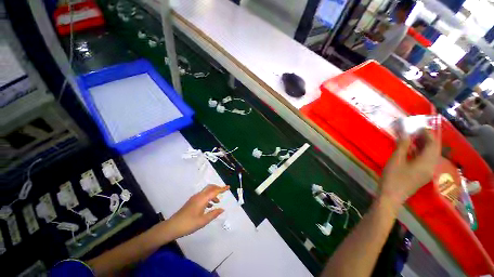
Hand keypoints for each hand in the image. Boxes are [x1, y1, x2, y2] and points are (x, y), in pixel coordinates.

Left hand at [166, 185, 228, 238]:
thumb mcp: (203, 221)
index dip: (222, 189)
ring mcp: (194, 198)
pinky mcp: (192, 201)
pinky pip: (202, 195)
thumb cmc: (189, 224)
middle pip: (210, 187)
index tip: (228, 187)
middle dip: (217, 188)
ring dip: (213, 194)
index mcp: (202, 199)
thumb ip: (213, 214)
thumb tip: (222, 209)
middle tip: (223, 192)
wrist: (172, 226)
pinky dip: (208, 197)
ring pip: (206, 191)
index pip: (214, 191)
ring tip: (217, 202)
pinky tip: (209, 206)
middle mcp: (199, 196)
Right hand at [380, 130, 439, 209]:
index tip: (417, 125)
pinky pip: (426, 159)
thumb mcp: (396, 160)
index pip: (433, 143)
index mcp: (427, 162)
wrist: (391, 196)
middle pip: (434, 148)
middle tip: (415, 130)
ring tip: (413, 137)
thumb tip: (405, 132)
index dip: (427, 133)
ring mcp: (428, 171)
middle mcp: (431, 165)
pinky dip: (421, 151)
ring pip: (430, 154)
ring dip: (424, 144)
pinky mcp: (422, 174)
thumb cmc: (393, 177)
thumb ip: (402, 145)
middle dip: (427, 137)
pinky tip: (412, 148)